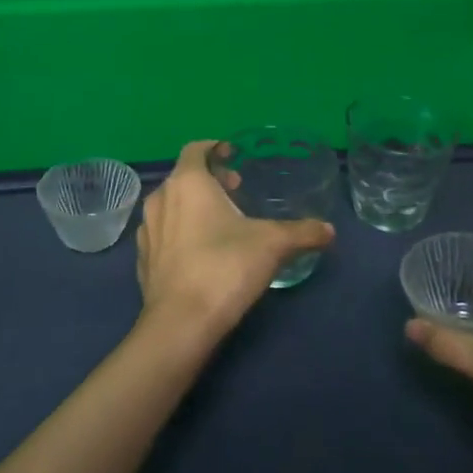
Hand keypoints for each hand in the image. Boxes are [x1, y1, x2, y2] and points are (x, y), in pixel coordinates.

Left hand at [135, 140, 333, 343]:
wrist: (181, 323)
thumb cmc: (225, 267)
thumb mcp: (273, 245)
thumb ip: (302, 232)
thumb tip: (329, 230)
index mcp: (188, 182)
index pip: (195, 148)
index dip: (215, 149)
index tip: (234, 158)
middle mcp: (161, 198)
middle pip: (183, 177)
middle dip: (209, 180)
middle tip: (235, 193)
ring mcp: (147, 230)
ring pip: (169, 205)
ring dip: (191, 207)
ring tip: (218, 224)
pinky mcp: (142, 260)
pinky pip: (161, 234)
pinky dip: (178, 233)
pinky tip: (198, 254)